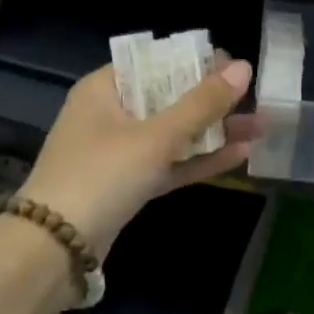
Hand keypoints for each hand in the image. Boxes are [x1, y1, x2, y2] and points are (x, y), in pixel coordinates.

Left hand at [20, 55, 260, 255]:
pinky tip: (240, 155)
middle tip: (255, 98)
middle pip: (169, 98)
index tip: (234, 67)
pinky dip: (199, 160)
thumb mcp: (155, 136)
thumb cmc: (101, 175)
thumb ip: (202, 104)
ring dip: (213, 132)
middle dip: (213, 101)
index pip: (156, 62)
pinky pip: (169, 163)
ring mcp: (118, 152)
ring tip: (260, 126)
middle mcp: (110, 114)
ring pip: (173, 134)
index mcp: (105, 88)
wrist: (52, 252)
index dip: (196, 62)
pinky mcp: (127, 185)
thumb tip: (243, 67)